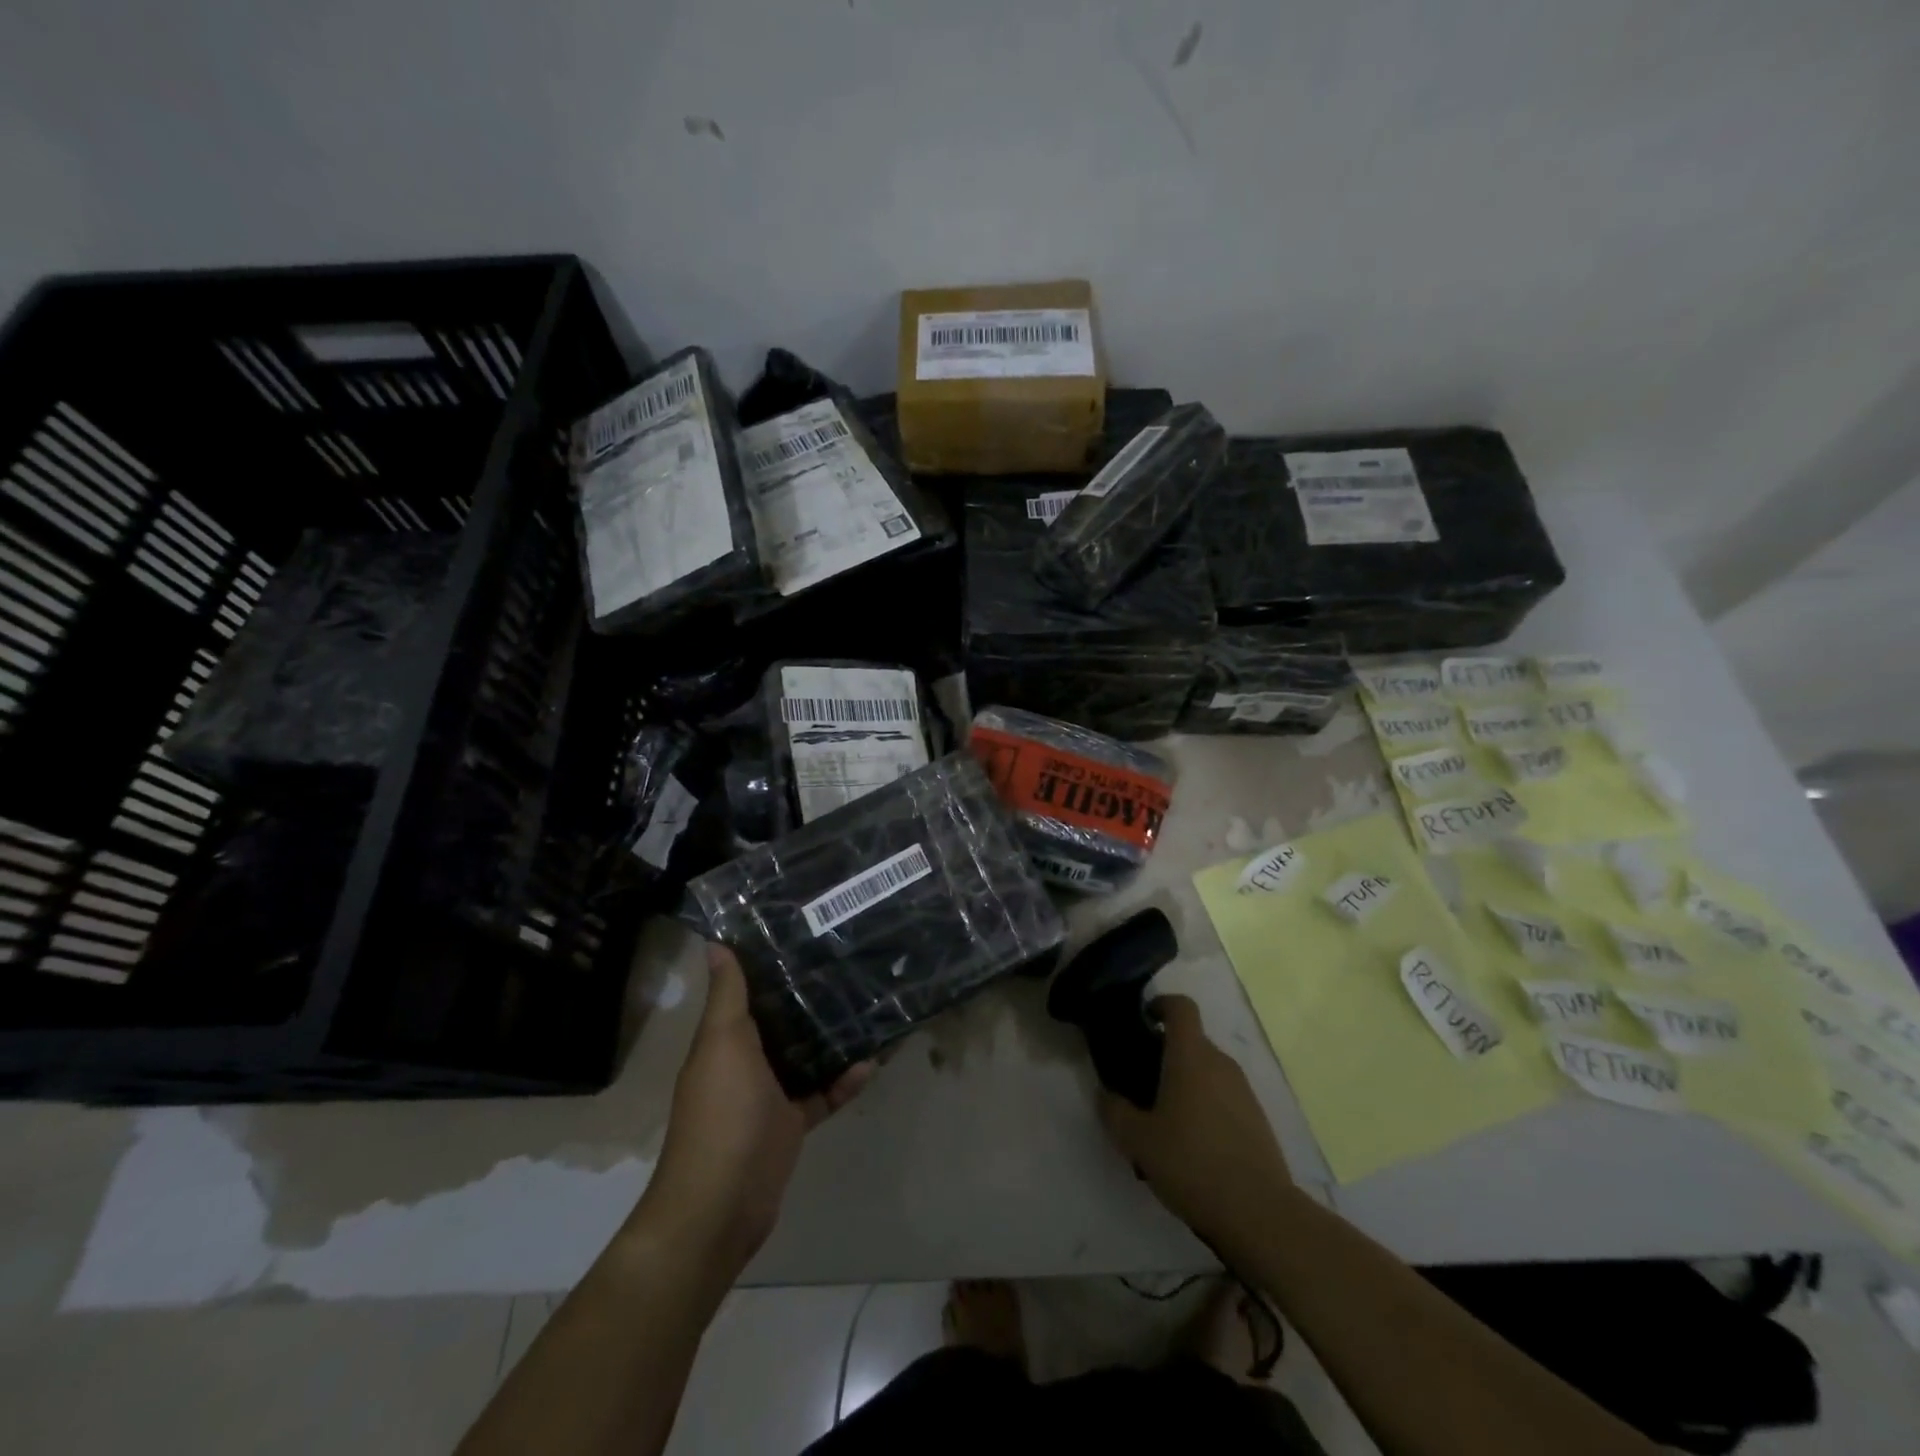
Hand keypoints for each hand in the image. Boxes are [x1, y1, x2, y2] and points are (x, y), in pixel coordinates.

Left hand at [639, 944, 873, 1280]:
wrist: (722, 1204)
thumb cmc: (722, 1113)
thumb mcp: (723, 1044)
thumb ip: (728, 997)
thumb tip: (714, 943)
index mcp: (723, 1040)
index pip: (745, 992)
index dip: (768, 964)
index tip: (801, 932)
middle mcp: (744, 1062)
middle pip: (778, 1022)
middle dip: (806, 998)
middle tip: (847, 964)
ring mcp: (768, 1096)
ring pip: (803, 1056)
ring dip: (830, 1037)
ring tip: (868, 1006)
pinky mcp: (791, 1124)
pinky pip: (822, 1094)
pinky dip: (844, 1081)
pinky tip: (872, 1062)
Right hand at [1098, 996, 1293, 1261]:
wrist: (1260, 1213)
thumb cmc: (1192, 1163)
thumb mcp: (1138, 1140)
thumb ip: (1115, 1111)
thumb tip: (1104, 1094)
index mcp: (1191, 1055)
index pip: (1181, 1007)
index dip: (1161, 1004)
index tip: (1142, 1019)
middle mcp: (1220, 1063)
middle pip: (1192, 1040)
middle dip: (1166, 1052)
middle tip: (1141, 1081)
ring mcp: (1244, 1090)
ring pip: (1208, 1070)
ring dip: (1186, 1081)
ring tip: (1164, 1118)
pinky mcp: (1258, 1119)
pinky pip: (1224, 1096)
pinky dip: (1206, 1105)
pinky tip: (1193, 1143)